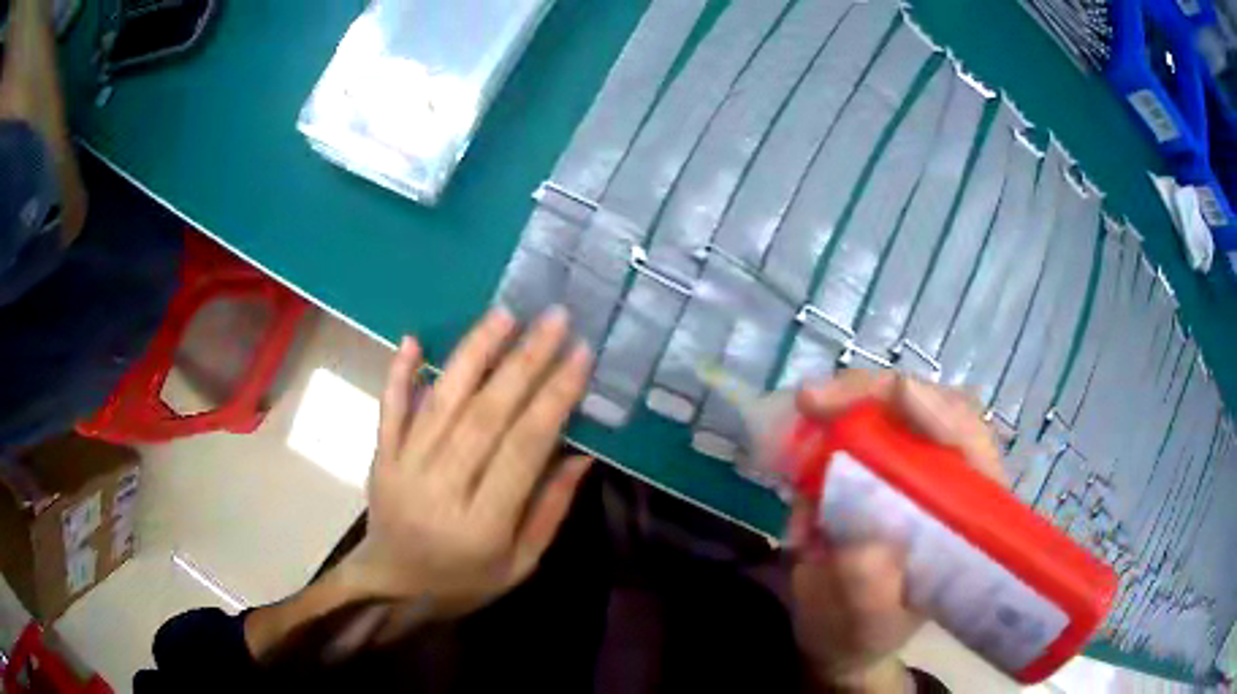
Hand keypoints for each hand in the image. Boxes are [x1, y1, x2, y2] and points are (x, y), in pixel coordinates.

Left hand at [341, 307, 592, 616]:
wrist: (392, 587)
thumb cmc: (464, 581)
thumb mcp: (521, 565)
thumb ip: (550, 510)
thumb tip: (582, 453)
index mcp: (481, 526)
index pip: (523, 450)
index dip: (553, 399)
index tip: (580, 355)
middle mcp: (439, 490)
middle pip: (484, 417)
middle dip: (524, 363)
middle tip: (554, 319)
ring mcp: (403, 469)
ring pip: (441, 403)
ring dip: (473, 354)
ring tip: (504, 315)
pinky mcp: (381, 458)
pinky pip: (390, 411)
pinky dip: (400, 373)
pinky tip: (415, 339)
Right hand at [788, 370, 1004, 692]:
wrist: (836, 639)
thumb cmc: (864, 635)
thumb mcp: (868, 623)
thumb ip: (870, 591)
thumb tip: (864, 538)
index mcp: (967, 519)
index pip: (972, 446)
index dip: (942, 413)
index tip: (898, 395)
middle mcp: (945, 484)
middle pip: (929, 411)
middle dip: (876, 395)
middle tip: (815, 399)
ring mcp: (909, 473)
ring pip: (890, 413)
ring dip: (846, 407)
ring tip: (806, 411)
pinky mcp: (873, 473)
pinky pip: (850, 434)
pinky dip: (821, 433)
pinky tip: (795, 450)